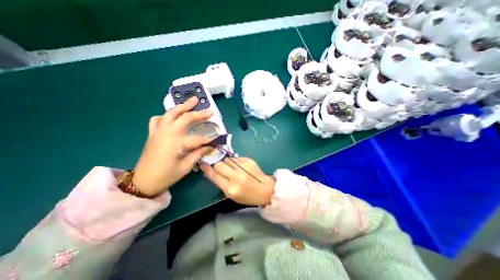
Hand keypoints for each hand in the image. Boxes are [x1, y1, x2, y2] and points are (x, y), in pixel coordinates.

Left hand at [132, 98, 213, 194]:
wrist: (143, 182)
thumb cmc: (166, 176)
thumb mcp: (185, 167)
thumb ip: (198, 154)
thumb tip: (210, 147)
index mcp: (176, 143)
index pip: (198, 139)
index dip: (209, 140)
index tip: (217, 140)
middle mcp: (167, 133)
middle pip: (185, 118)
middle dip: (198, 113)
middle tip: (208, 109)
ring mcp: (158, 131)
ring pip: (171, 113)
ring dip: (182, 106)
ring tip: (191, 101)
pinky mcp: (152, 133)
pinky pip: (157, 119)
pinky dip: (165, 115)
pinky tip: (171, 117)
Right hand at [201, 157, 276, 205]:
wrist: (265, 189)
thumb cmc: (247, 196)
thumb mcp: (231, 195)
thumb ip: (221, 183)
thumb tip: (213, 172)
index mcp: (230, 188)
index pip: (214, 175)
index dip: (207, 169)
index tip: (202, 163)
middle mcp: (236, 176)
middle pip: (219, 164)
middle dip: (218, 165)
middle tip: (221, 168)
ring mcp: (243, 167)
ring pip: (227, 159)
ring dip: (227, 163)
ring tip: (232, 168)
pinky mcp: (249, 160)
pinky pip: (236, 157)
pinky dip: (235, 161)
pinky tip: (240, 166)